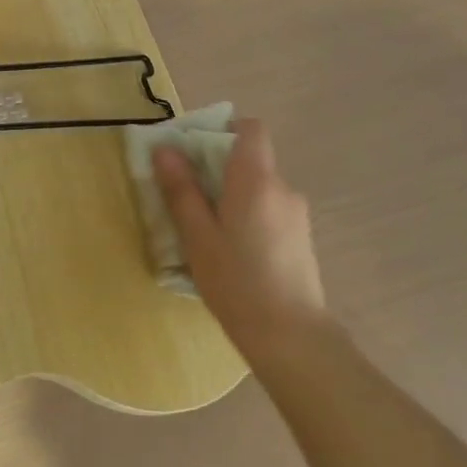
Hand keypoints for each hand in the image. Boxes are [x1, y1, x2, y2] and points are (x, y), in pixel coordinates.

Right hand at [154, 117, 327, 344]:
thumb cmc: (236, 282)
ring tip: (206, 231)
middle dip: (218, 168)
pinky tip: (232, 252)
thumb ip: (182, 190)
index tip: (194, 152)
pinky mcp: (301, 238)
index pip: (250, 129)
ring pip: (258, 188)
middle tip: (187, 197)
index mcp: (256, 180)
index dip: (222, 130)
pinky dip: (248, 216)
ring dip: (232, 196)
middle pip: (251, 159)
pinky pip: (269, 210)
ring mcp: (296, 214)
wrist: (291, 337)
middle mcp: (282, 188)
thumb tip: (165, 149)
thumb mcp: (197, 236)